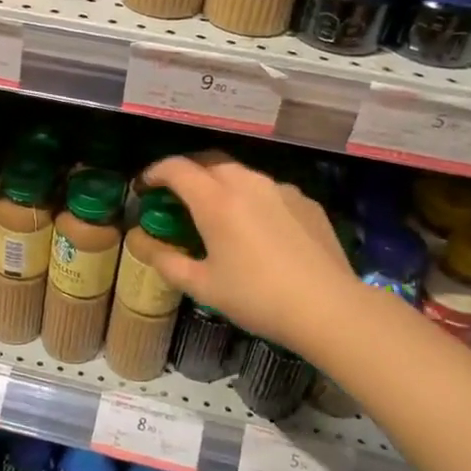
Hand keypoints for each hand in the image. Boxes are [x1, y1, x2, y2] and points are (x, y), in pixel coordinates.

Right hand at [141, 154, 357, 349]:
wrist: (329, 307)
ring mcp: (280, 189)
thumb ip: (167, 261)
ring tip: (218, 212)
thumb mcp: (203, 286)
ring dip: (221, 184)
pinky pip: (269, 191)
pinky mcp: (306, 201)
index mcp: (216, 200)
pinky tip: (258, 229)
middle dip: (188, 173)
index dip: (154, 172)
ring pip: (242, 174)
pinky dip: (253, 199)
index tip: (145, 187)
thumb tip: (141, 243)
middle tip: (178, 197)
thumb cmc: (257, 297)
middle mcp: (247, 183)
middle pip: (209, 162)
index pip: (176, 168)